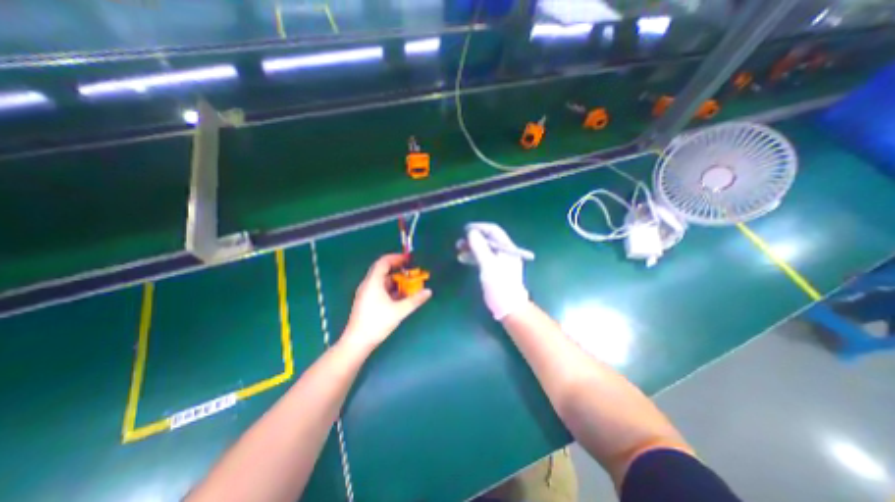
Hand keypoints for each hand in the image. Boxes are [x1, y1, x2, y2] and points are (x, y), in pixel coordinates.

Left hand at [341, 255, 431, 348]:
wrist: (357, 342)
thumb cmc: (377, 323)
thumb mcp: (399, 311)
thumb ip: (415, 300)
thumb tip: (428, 291)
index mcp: (373, 282)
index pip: (383, 262)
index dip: (396, 258)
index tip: (409, 259)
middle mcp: (368, 285)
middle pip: (383, 271)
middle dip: (399, 270)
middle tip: (412, 272)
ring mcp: (366, 293)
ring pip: (382, 281)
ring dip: (396, 282)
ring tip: (409, 286)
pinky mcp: (366, 301)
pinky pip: (380, 289)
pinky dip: (391, 290)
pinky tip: (401, 297)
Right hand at [465, 223, 526, 320]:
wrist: (508, 307)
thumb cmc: (499, 285)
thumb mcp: (488, 265)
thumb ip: (480, 247)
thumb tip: (471, 232)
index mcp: (507, 248)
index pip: (494, 231)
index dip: (479, 227)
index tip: (465, 229)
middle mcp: (505, 252)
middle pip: (488, 239)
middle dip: (473, 238)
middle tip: (460, 241)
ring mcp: (500, 261)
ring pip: (484, 249)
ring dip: (471, 247)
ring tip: (458, 248)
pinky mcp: (495, 270)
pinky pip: (483, 258)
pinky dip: (473, 257)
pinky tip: (463, 258)